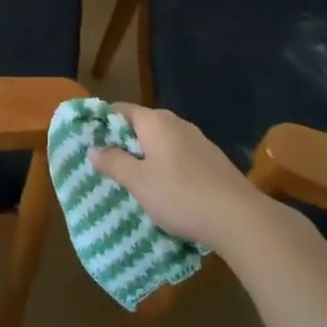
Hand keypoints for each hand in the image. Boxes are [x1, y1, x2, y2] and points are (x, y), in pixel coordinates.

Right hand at [88, 104, 307, 255]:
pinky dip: (165, 165)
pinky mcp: (211, 159)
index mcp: (155, 122)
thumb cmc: (180, 195)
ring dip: (145, 155)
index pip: (120, 110)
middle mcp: (177, 123)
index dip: (102, 122)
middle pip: (141, 124)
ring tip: (131, 179)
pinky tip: (163, 189)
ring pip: (161, 141)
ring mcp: (198, 140)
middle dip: (123, 141)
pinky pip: (178, 155)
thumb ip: (114, 162)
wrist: (238, 217)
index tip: (88, 141)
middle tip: (105, 164)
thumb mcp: (138, 181)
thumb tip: (94, 148)